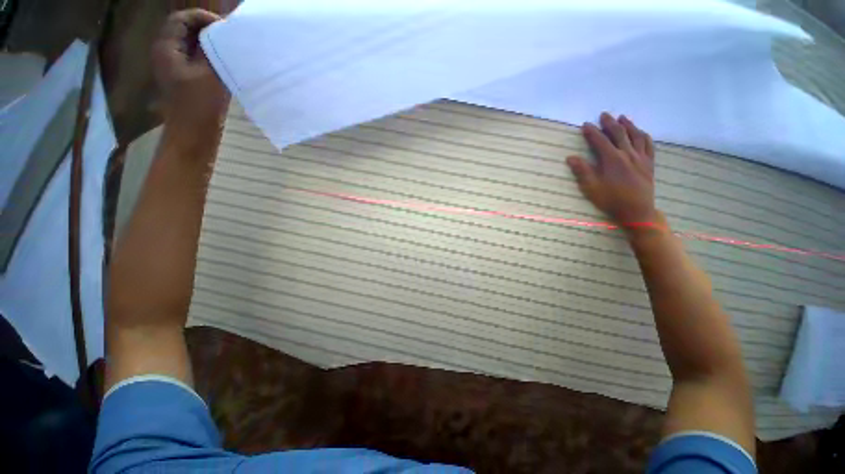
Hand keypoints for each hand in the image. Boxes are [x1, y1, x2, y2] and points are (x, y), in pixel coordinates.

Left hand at [151, 9, 229, 133]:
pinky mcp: (186, 77)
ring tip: (230, 49)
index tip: (224, 26)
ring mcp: (176, 66)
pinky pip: (197, 58)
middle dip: (207, 29)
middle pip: (185, 29)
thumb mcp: (208, 74)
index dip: (202, 17)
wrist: (193, 134)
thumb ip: (211, 49)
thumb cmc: (199, 105)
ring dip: (210, 43)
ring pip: (192, 44)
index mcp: (166, 47)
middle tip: (230, 37)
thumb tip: (220, 32)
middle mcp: (167, 52)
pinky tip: (224, 63)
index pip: (181, 19)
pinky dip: (210, 56)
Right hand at [566, 113, 657, 231]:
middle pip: (619, 133)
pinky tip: (640, 132)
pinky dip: (643, 135)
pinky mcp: (649, 163)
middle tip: (603, 115)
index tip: (585, 125)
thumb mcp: (591, 188)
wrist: (636, 211)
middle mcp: (628, 154)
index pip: (600, 141)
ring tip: (622, 118)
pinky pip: (648, 144)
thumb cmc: (611, 200)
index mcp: (612, 159)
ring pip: (636, 136)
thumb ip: (582, 171)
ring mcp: (641, 157)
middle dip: (609, 123)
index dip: (591, 132)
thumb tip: (570, 157)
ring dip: (628, 125)